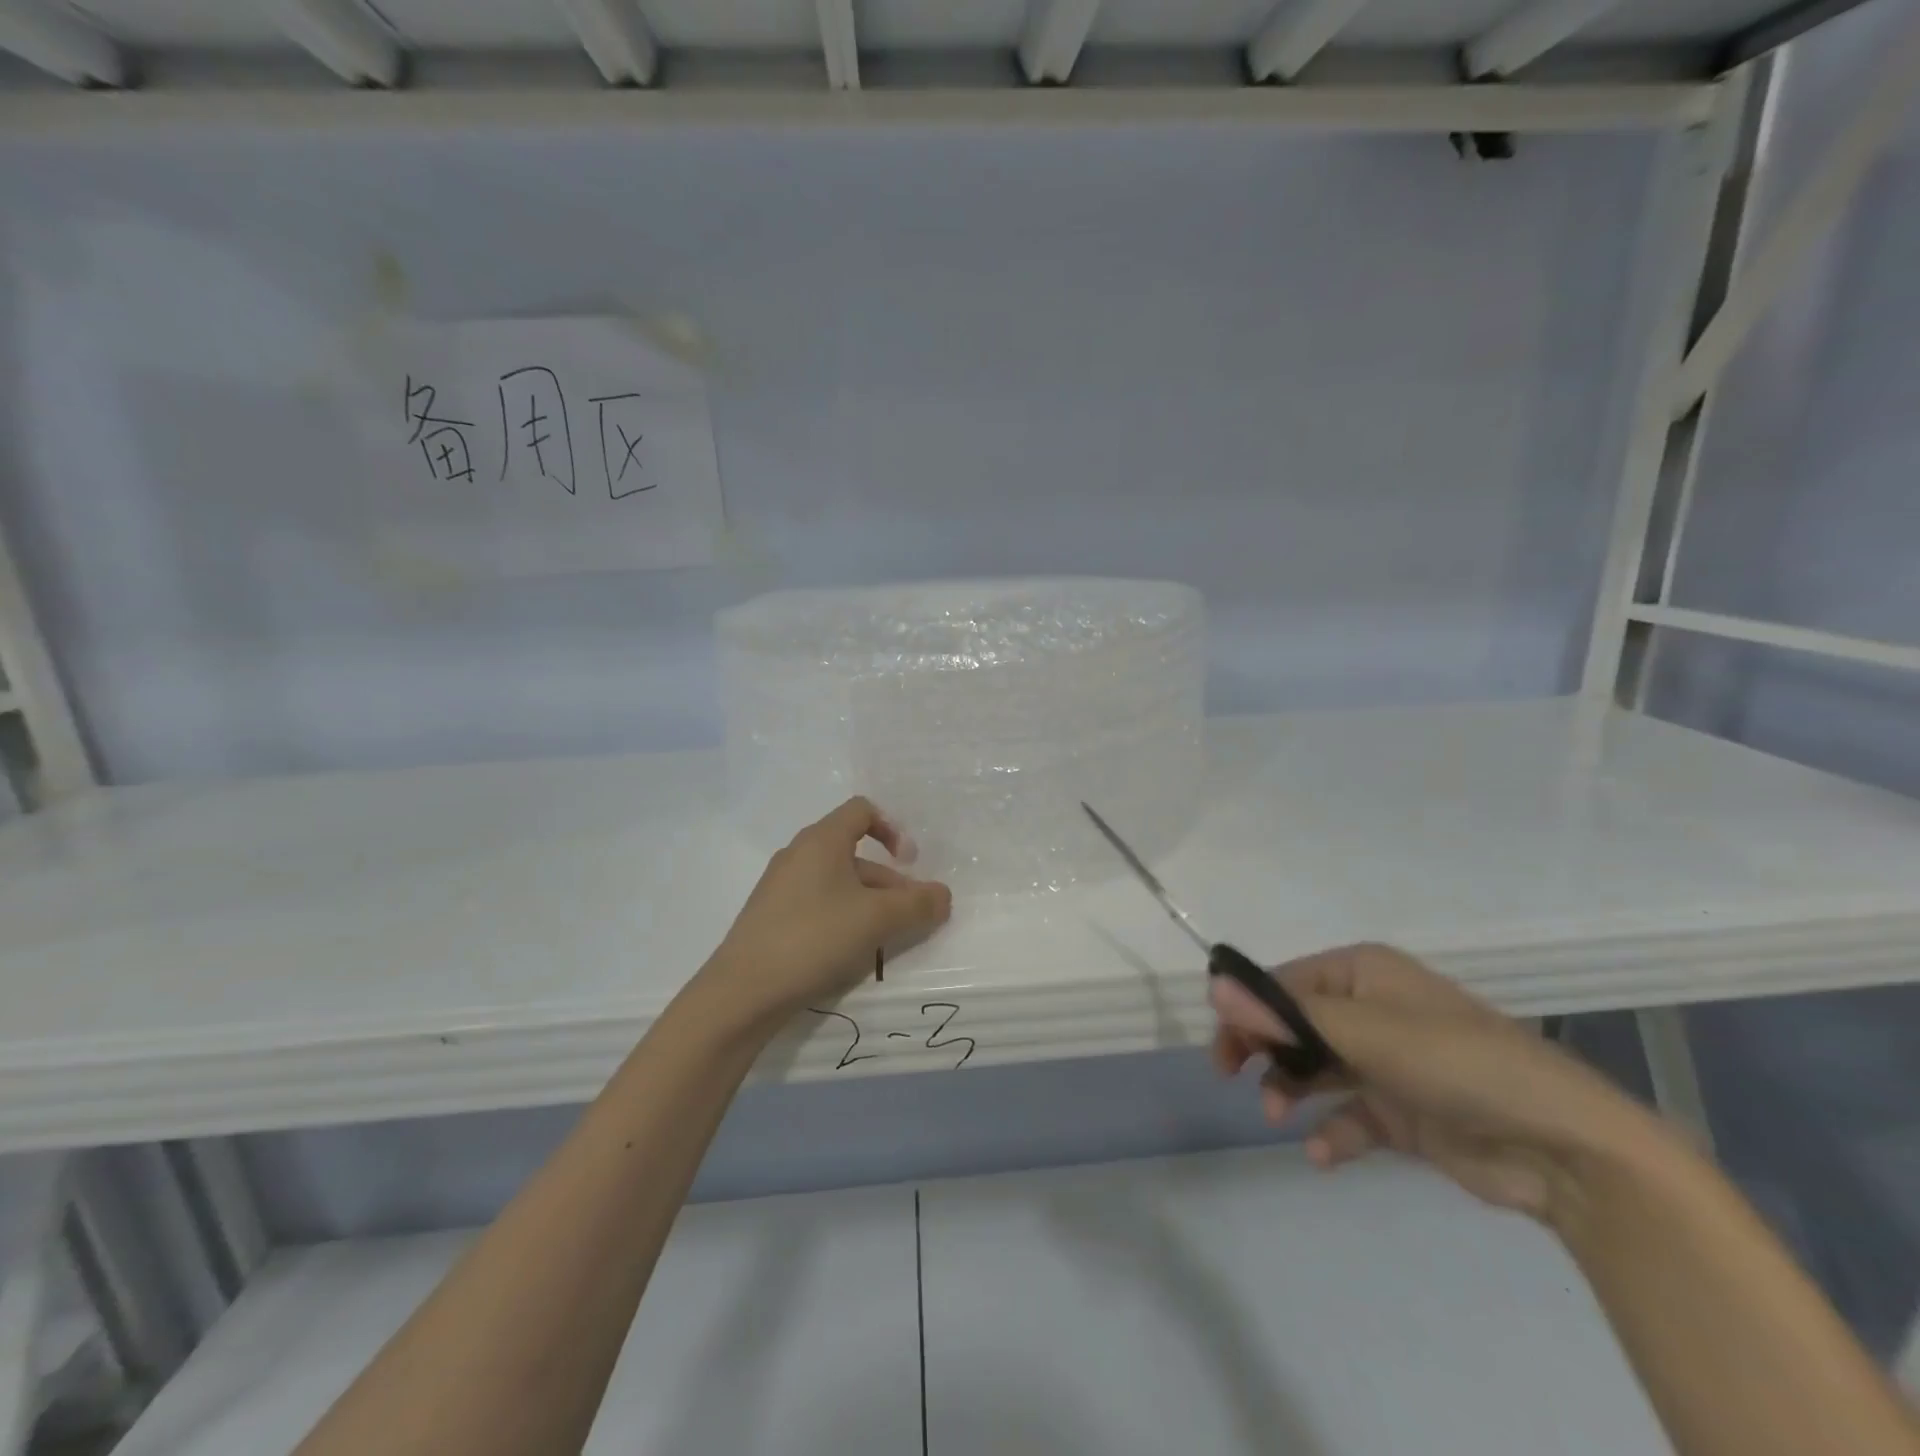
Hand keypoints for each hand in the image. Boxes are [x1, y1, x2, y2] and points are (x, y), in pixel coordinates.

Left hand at [703, 797, 952, 1022]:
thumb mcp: (877, 920)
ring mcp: (780, 887)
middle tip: (910, 918)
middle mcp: (799, 854)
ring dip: (868, 905)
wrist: (742, 992)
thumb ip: (918, 904)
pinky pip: (818, 905)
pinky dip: (843, 919)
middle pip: (855, 854)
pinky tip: (850, 953)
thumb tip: (944, 895)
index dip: (892, 829)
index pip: (862, 811)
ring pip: (838, 884)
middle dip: (889, 883)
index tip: (909, 863)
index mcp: (822, 840)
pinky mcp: (771, 917)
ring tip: (885, 942)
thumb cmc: (815, 938)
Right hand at [1211, 943, 1666, 1225]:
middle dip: (1265, 1050)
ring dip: (1290, 1089)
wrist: (1564, 1148)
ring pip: (1316, 1068)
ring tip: (1277, 1115)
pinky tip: (1322, 1155)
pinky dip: (1331, 1132)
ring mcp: (1387, 1061)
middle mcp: (1371, 1009)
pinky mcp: (1403, 1110)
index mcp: (1362, 974)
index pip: (1283, 983)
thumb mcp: (1364, 1032)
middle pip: (1294, 1024)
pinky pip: (1350, 1114)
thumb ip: (1284, 1015)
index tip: (1222, 1048)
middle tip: (1232, 1077)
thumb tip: (1213, 985)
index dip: (1247, 1011)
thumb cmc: (1456, 1064)